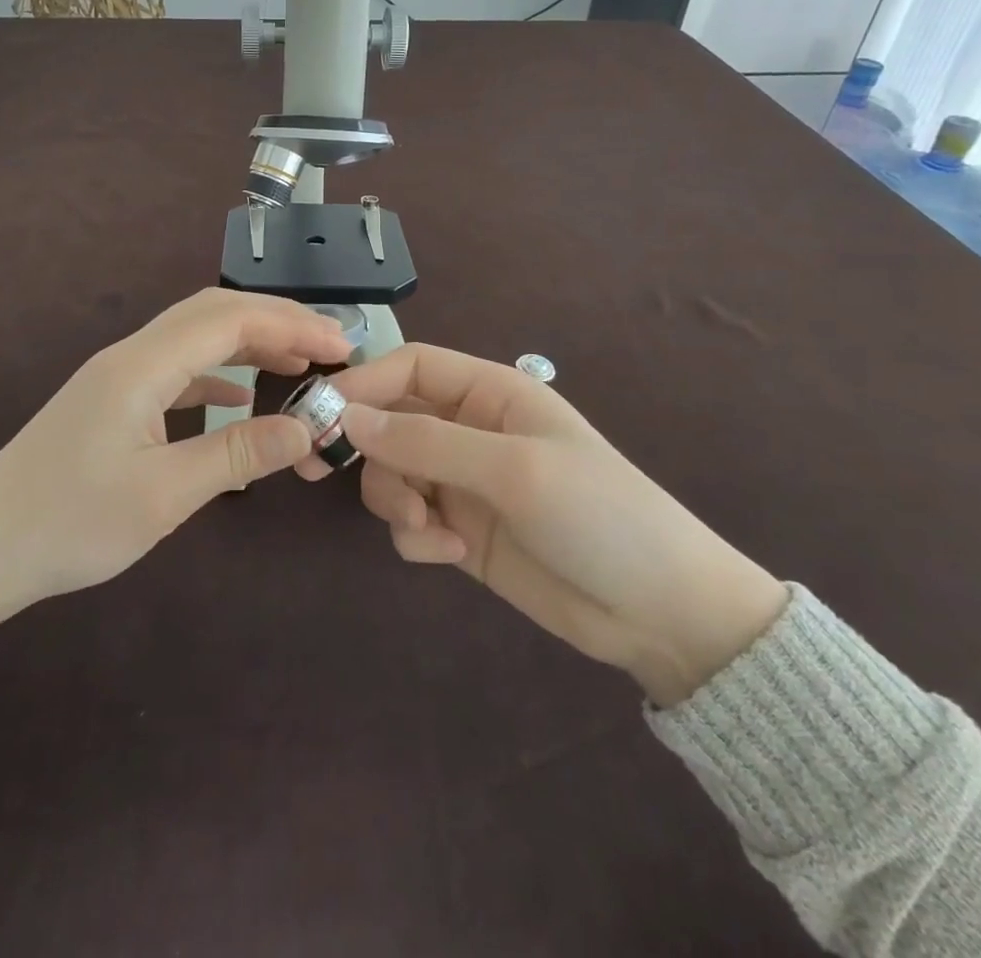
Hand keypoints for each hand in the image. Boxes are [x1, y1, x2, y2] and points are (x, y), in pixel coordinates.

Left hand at [0, 289, 349, 658]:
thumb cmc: (69, 523)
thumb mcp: (163, 495)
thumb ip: (238, 455)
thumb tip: (306, 430)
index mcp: (142, 367)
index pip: (230, 321)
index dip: (291, 325)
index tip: (342, 345)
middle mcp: (130, 356)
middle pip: (212, 313)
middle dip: (275, 321)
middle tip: (330, 346)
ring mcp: (118, 376)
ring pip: (194, 336)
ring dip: (248, 342)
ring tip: (297, 364)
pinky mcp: (112, 400)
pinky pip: (176, 368)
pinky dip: (217, 372)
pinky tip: (239, 396)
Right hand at [331, 345, 787, 705]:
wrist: (661, 613)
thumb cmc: (597, 515)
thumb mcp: (512, 469)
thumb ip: (425, 442)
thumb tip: (346, 417)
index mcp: (490, 393)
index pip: (410, 367)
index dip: (363, 382)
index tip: (320, 415)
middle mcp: (470, 430)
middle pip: (390, 420)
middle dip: (366, 448)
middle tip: (322, 471)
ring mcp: (463, 482)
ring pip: (392, 472)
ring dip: (394, 498)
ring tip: (427, 527)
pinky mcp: (461, 530)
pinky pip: (410, 520)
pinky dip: (416, 535)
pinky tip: (450, 553)